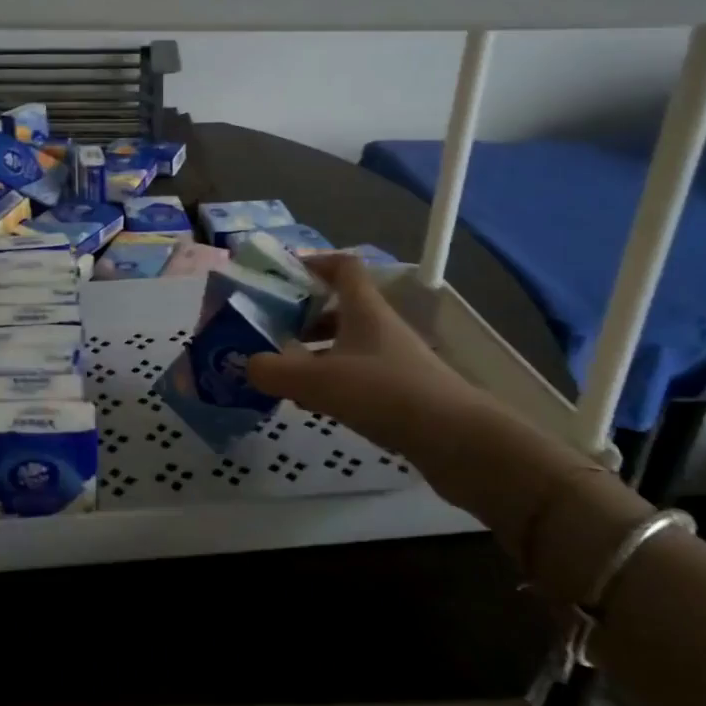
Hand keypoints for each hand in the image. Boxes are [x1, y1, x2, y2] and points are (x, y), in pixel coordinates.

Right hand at [245, 254, 491, 480]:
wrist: (458, 441)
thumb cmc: (385, 393)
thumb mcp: (318, 381)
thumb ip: (274, 370)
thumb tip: (247, 364)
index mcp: (364, 309)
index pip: (343, 266)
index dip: (314, 263)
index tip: (282, 275)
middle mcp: (380, 327)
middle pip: (340, 306)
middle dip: (304, 313)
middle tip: (271, 328)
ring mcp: (395, 360)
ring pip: (348, 342)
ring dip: (317, 349)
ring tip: (285, 368)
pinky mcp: (403, 391)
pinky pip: (359, 373)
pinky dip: (333, 379)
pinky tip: (316, 402)